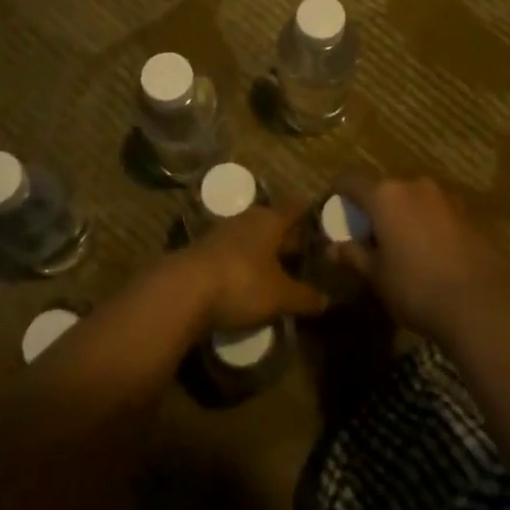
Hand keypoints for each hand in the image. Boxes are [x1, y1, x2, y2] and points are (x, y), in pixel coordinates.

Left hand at [186, 204, 327, 331]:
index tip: (324, 226)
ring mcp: (221, 235)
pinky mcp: (203, 254)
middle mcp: (247, 219)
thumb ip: (305, 296)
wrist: (182, 291)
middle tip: (307, 256)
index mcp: (270, 220)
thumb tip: (327, 300)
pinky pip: (233, 256)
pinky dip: (244, 267)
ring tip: (280, 273)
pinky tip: (250, 285)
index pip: (296, 209)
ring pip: (252, 240)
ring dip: (264, 255)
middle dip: (289, 240)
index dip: (310, 217)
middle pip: (274, 224)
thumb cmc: (242, 282)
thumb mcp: (280, 295)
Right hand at [331, 176, 509, 341]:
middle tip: (370, 238)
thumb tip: (332, 248)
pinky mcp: (471, 213)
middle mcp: (415, 185)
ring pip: (414, 200)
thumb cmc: (417, 288)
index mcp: (386, 195)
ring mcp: (447, 197)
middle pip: (385, 189)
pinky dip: (429, 226)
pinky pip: (438, 213)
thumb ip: (353, 256)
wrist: (483, 303)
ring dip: (404, 216)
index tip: (336, 212)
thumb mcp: (377, 276)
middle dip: (375, 208)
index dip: (338, 193)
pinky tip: (433, 255)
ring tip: (404, 248)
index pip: (350, 180)